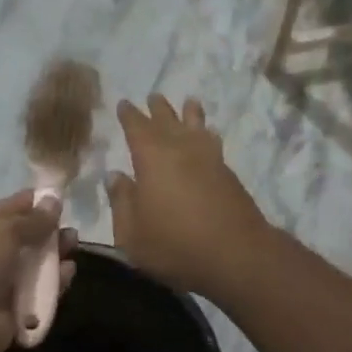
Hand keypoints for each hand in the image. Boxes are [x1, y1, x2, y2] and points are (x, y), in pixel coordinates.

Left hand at [0, 191, 76, 351]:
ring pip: (28, 267)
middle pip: (16, 241)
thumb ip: (32, 218)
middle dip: (43, 231)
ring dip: (52, 255)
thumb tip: (54, 200)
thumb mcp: (3, 229)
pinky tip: (68, 271)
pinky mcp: (8, 312)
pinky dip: (52, 282)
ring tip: (74, 244)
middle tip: (68, 225)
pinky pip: (35, 292)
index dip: (26, 204)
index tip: (54, 198)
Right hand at [108, 96, 270, 298]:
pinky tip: (209, 136)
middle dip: (158, 109)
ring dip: (190, 113)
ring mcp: (209, 160)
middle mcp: (181, 150)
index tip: (124, 103)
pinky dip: (207, 135)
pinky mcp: (229, 175)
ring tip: (190, 101)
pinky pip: (213, 144)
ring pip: (197, 127)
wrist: (237, 255)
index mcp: (152, 159)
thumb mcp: (132, 234)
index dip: (130, 116)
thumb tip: (115, 176)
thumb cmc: (175, 245)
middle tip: (153, 96)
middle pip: (168, 121)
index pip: (137, 128)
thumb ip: (121, 202)